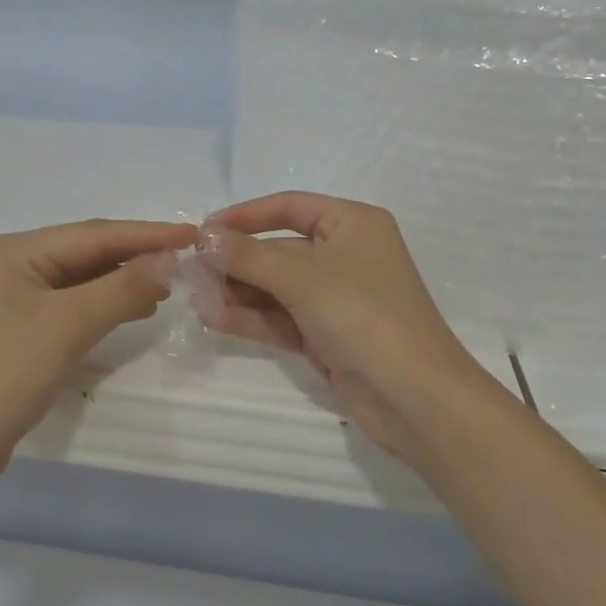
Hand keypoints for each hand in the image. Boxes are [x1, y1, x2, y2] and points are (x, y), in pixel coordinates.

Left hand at [0, 219, 197, 485]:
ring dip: (125, 281)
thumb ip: (122, 288)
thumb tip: (169, 261)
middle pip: (88, 253)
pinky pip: (76, 306)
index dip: (147, 234)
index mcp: (17, 251)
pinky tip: (136, 310)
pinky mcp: (25, 330)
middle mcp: (15, 265)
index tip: (193, 233)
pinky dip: (107, 305)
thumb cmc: (5, 373)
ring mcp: (18, 299)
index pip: (94, 234)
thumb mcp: (68, 325)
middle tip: (186, 261)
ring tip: (168, 286)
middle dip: (136, 256)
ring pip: (84, 280)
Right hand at [201, 193, 524, 473]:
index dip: (244, 216)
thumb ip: (247, 256)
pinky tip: (212, 317)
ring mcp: (335, 298)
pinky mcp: (326, 335)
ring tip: (195, 297)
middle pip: (278, 249)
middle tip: (190, 271)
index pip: (289, 207)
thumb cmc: (364, 315)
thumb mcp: (302, 277)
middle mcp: (345, 255)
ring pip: (276, 287)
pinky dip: (250, 317)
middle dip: (236, 261)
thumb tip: (203, 237)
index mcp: (352, 224)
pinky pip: (280, 318)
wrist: (415, 398)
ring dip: (237, 291)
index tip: (202, 230)